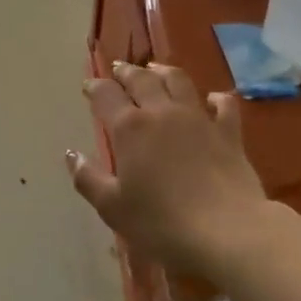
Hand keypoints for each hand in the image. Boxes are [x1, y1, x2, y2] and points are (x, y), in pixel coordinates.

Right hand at [67, 61, 273, 279]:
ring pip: (179, 81)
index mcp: (130, 128)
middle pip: (141, 79)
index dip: (95, 87)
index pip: (106, 96)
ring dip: (163, 71)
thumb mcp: (113, 208)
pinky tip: (213, 98)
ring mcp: (198, 118)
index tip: (88, 86)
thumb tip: (71, 154)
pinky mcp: (228, 132)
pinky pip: (224, 104)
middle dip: (126, 72)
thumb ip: (88, 179)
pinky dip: (216, 98)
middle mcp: (162, 113)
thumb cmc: (162, 222)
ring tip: (155, 69)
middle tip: (118, 70)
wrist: (228, 230)